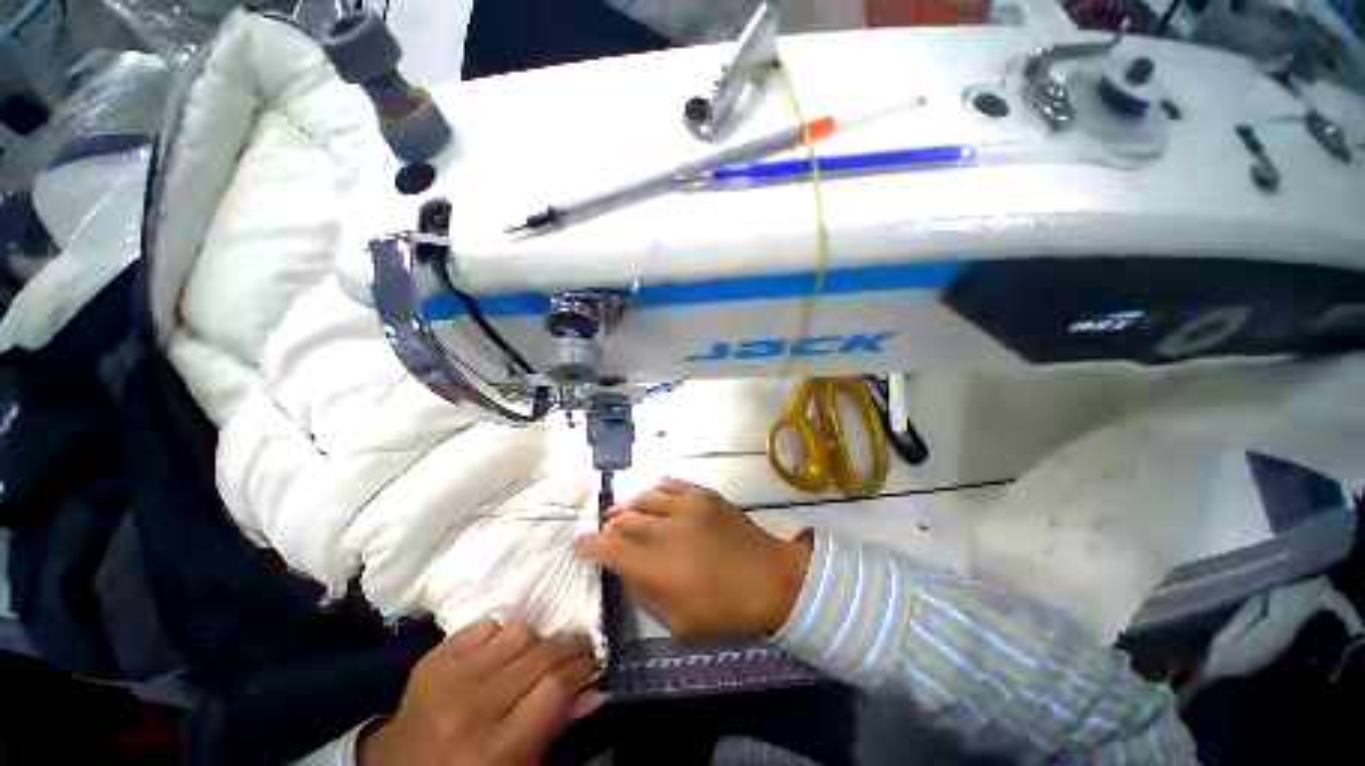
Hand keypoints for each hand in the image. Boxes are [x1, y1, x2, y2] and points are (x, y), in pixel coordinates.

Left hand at [359, 622, 600, 765]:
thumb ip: (556, 727)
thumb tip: (595, 689)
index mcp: (495, 749)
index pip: (555, 688)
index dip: (582, 668)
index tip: (592, 662)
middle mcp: (472, 708)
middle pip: (541, 654)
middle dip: (569, 647)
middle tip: (578, 648)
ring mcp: (449, 678)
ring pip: (519, 632)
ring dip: (535, 641)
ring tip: (533, 656)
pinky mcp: (433, 658)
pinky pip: (486, 625)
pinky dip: (500, 635)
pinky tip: (498, 654)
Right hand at [577, 478, 811, 638]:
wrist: (771, 578)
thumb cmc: (725, 610)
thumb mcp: (678, 621)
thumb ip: (645, 593)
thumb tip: (625, 570)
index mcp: (657, 567)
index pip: (610, 549)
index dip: (591, 544)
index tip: (582, 542)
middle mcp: (666, 530)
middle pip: (625, 520)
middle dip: (609, 526)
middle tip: (605, 530)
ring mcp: (687, 507)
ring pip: (644, 498)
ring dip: (629, 506)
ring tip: (626, 513)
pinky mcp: (704, 494)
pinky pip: (670, 484)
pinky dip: (655, 490)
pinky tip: (654, 498)